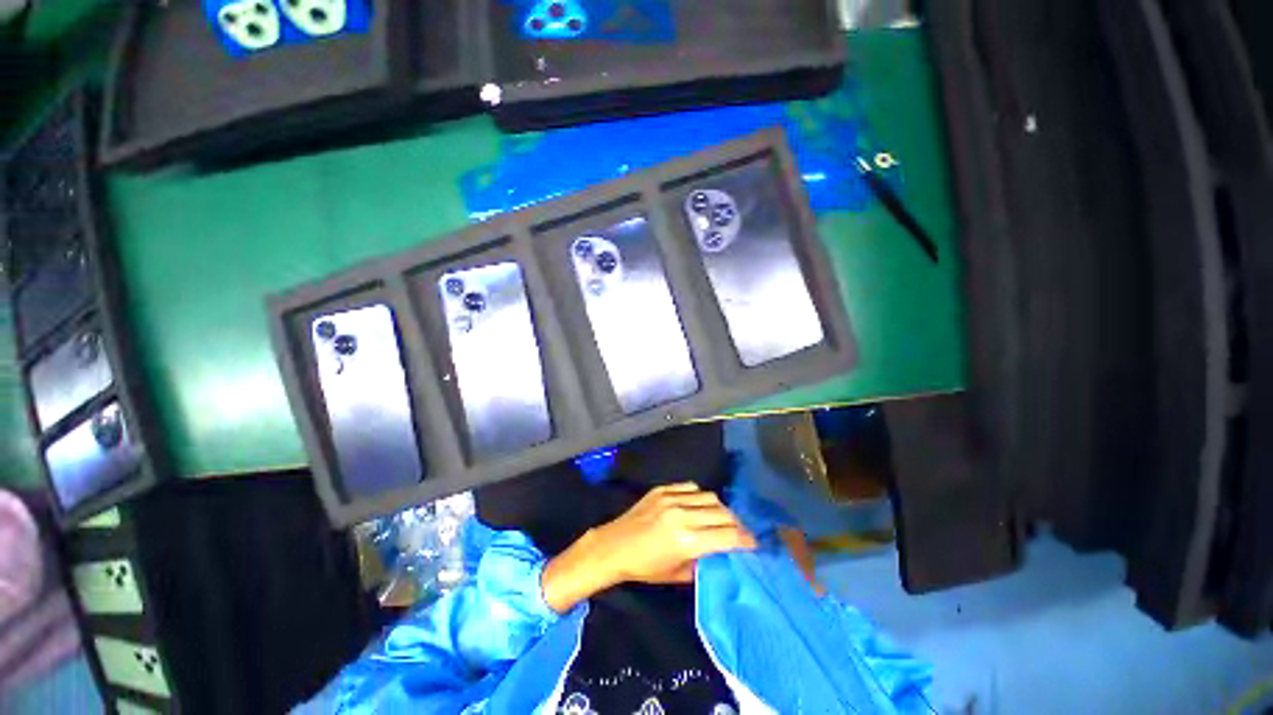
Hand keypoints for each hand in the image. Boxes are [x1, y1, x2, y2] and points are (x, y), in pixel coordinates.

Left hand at [542, 483, 756, 612]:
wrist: (613, 546)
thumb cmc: (644, 567)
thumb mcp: (676, 574)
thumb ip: (702, 563)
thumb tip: (720, 554)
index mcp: (687, 541)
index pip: (727, 536)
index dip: (745, 540)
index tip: (753, 543)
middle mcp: (682, 515)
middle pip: (723, 513)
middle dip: (736, 524)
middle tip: (739, 533)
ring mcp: (671, 498)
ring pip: (709, 497)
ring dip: (720, 509)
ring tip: (719, 518)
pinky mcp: (662, 489)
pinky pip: (690, 487)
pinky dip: (699, 496)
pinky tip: (697, 505)